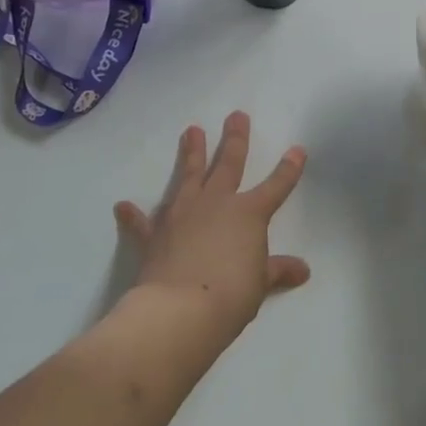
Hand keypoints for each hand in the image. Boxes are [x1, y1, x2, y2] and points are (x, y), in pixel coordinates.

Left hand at [114, 112, 310, 341]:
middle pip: (229, 164)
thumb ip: (277, 271)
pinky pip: (142, 222)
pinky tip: (122, 205)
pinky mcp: (155, 234)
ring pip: (188, 175)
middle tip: (236, 115)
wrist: (180, 310)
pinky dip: (133, 215)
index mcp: (249, 214)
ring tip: (191, 130)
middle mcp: (217, 203)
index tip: (297, 150)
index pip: (276, 186)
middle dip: (235, 139)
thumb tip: (303, 270)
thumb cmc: (231, 295)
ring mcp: (183, 214)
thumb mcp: (260, 284)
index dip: (289, 169)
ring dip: (191, 153)